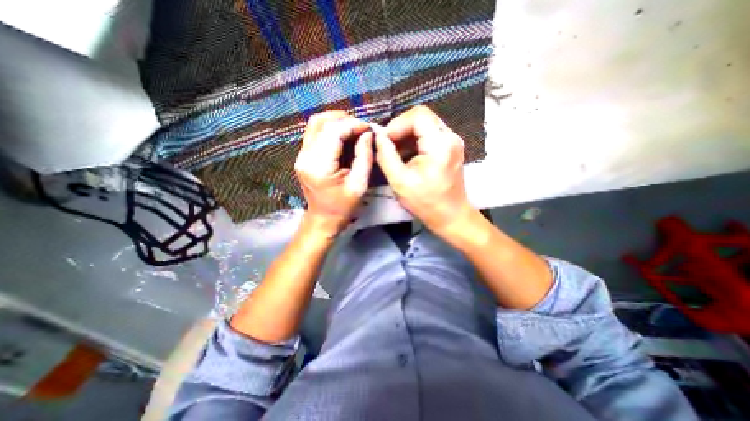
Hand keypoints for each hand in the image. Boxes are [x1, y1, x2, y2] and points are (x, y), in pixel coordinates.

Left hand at [294, 111, 373, 236]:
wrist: (323, 219)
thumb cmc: (343, 207)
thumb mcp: (359, 185)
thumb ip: (364, 157)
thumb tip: (367, 134)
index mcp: (319, 166)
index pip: (334, 132)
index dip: (353, 125)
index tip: (369, 128)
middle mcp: (305, 156)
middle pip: (321, 122)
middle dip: (345, 120)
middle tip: (362, 128)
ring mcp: (301, 155)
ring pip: (315, 124)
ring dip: (336, 121)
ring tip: (354, 128)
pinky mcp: (303, 156)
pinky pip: (314, 133)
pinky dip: (330, 129)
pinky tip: (343, 135)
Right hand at [374, 105, 472, 233]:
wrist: (450, 215)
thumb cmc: (425, 203)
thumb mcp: (400, 182)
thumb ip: (386, 156)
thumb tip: (378, 138)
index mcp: (440, 144)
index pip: (418, 115)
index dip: (397, 124)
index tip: (385, 140)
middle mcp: (450, 137)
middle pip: (422, 117)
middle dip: (400, 129)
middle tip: (388, 145)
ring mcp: (452, 142)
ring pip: (425, 125)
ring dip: (406, 135)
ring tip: (395, 152)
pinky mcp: (450, 148)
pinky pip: (429, 135)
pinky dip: (414, 141)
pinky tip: (405, 156)